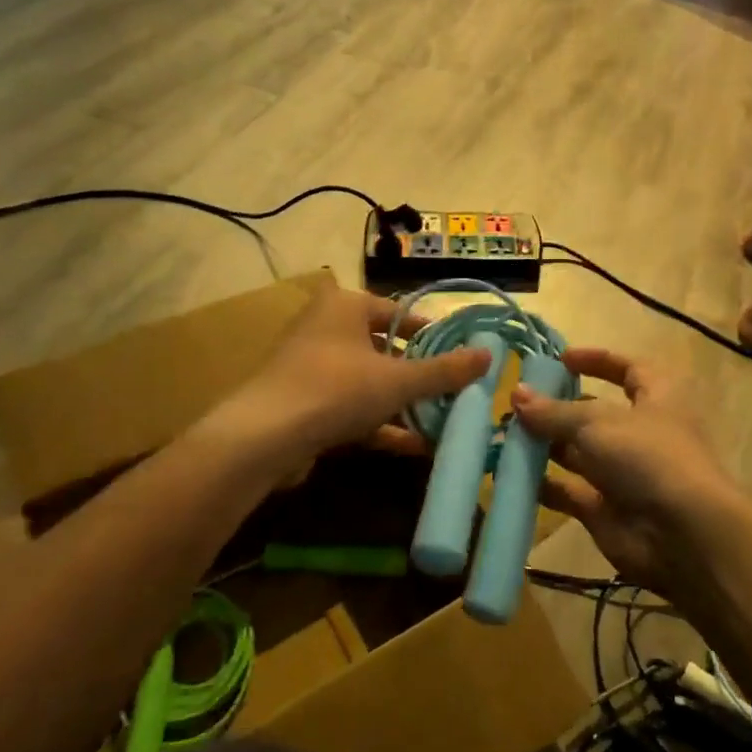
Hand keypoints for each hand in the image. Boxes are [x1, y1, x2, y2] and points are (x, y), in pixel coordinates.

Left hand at [225, 284, 490, 467]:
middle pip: (386, 349)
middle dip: (419, 375)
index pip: (400, 313)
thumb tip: (489, 355)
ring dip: (403, 403)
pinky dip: (380, 423)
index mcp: (346, 306)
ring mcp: (312, 367)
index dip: (433, 334)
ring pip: (369, 382)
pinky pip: (351, 407)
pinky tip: (414, 445)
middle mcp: (326, 328)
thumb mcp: (399, 380)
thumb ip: (445, 370)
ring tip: (440, 421)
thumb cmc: (336, 389)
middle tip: (453, 391)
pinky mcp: (304, 403)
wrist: (262, 438)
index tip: (460, 356)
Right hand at [511, 348, 746, 594]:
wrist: (682, 535)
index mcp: (656, 397)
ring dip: (545, 445)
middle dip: (558, 408)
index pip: (627, 368)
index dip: (596, 360)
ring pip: (579, 453)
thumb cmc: (647, 456)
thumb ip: (554, 411)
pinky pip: (570, 491)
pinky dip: (544, 484)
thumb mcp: (597, 423)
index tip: (560, 359)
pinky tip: (511, 475)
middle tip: (516, 403)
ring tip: (504, 435)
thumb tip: (516, 394)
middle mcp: (641, 432)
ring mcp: (624, 473)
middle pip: (595, 413)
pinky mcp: (607, 509)